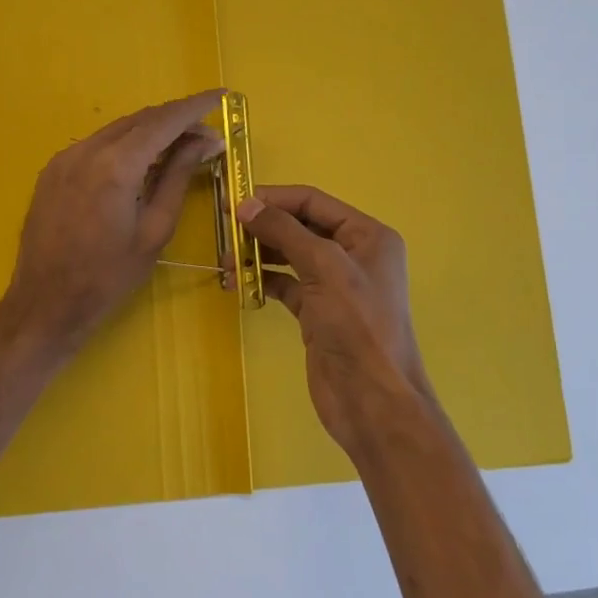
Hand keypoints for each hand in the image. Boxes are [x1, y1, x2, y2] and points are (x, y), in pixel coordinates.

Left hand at [3, 90, 226, 353]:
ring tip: (180, 147)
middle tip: (207, 135)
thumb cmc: (109, 275)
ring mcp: (65, 157)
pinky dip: (125, 144)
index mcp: (116, 165)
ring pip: (117, 129)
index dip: (195, 106)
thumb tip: (205, 141)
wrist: (46, 302)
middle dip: (176, 120)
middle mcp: (87, 150)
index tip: (222, 95)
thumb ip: (178, 177)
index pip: (163, 121)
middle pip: (140, 120)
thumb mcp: (155, 228)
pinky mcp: (53, 169)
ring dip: (151, 131)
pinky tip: (141, 161)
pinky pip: (97, 144)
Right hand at [235, 185, 435, 456]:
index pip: (314, 202)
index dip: (274, 198)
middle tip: (225, 230)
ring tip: (227, 258)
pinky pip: (286, 284)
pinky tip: (239, 281)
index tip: (234, 201)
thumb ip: (284, 231)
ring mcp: (335, 285)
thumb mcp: (324, 267)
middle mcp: (353, 254)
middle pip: (301, 226)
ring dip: (260, 253)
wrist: (372, 400)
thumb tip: (246, 205)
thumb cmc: (357, 325)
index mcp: (367, 235)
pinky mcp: (318, 312)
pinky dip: (263, 279)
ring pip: (290, 255)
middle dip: (264, 225)